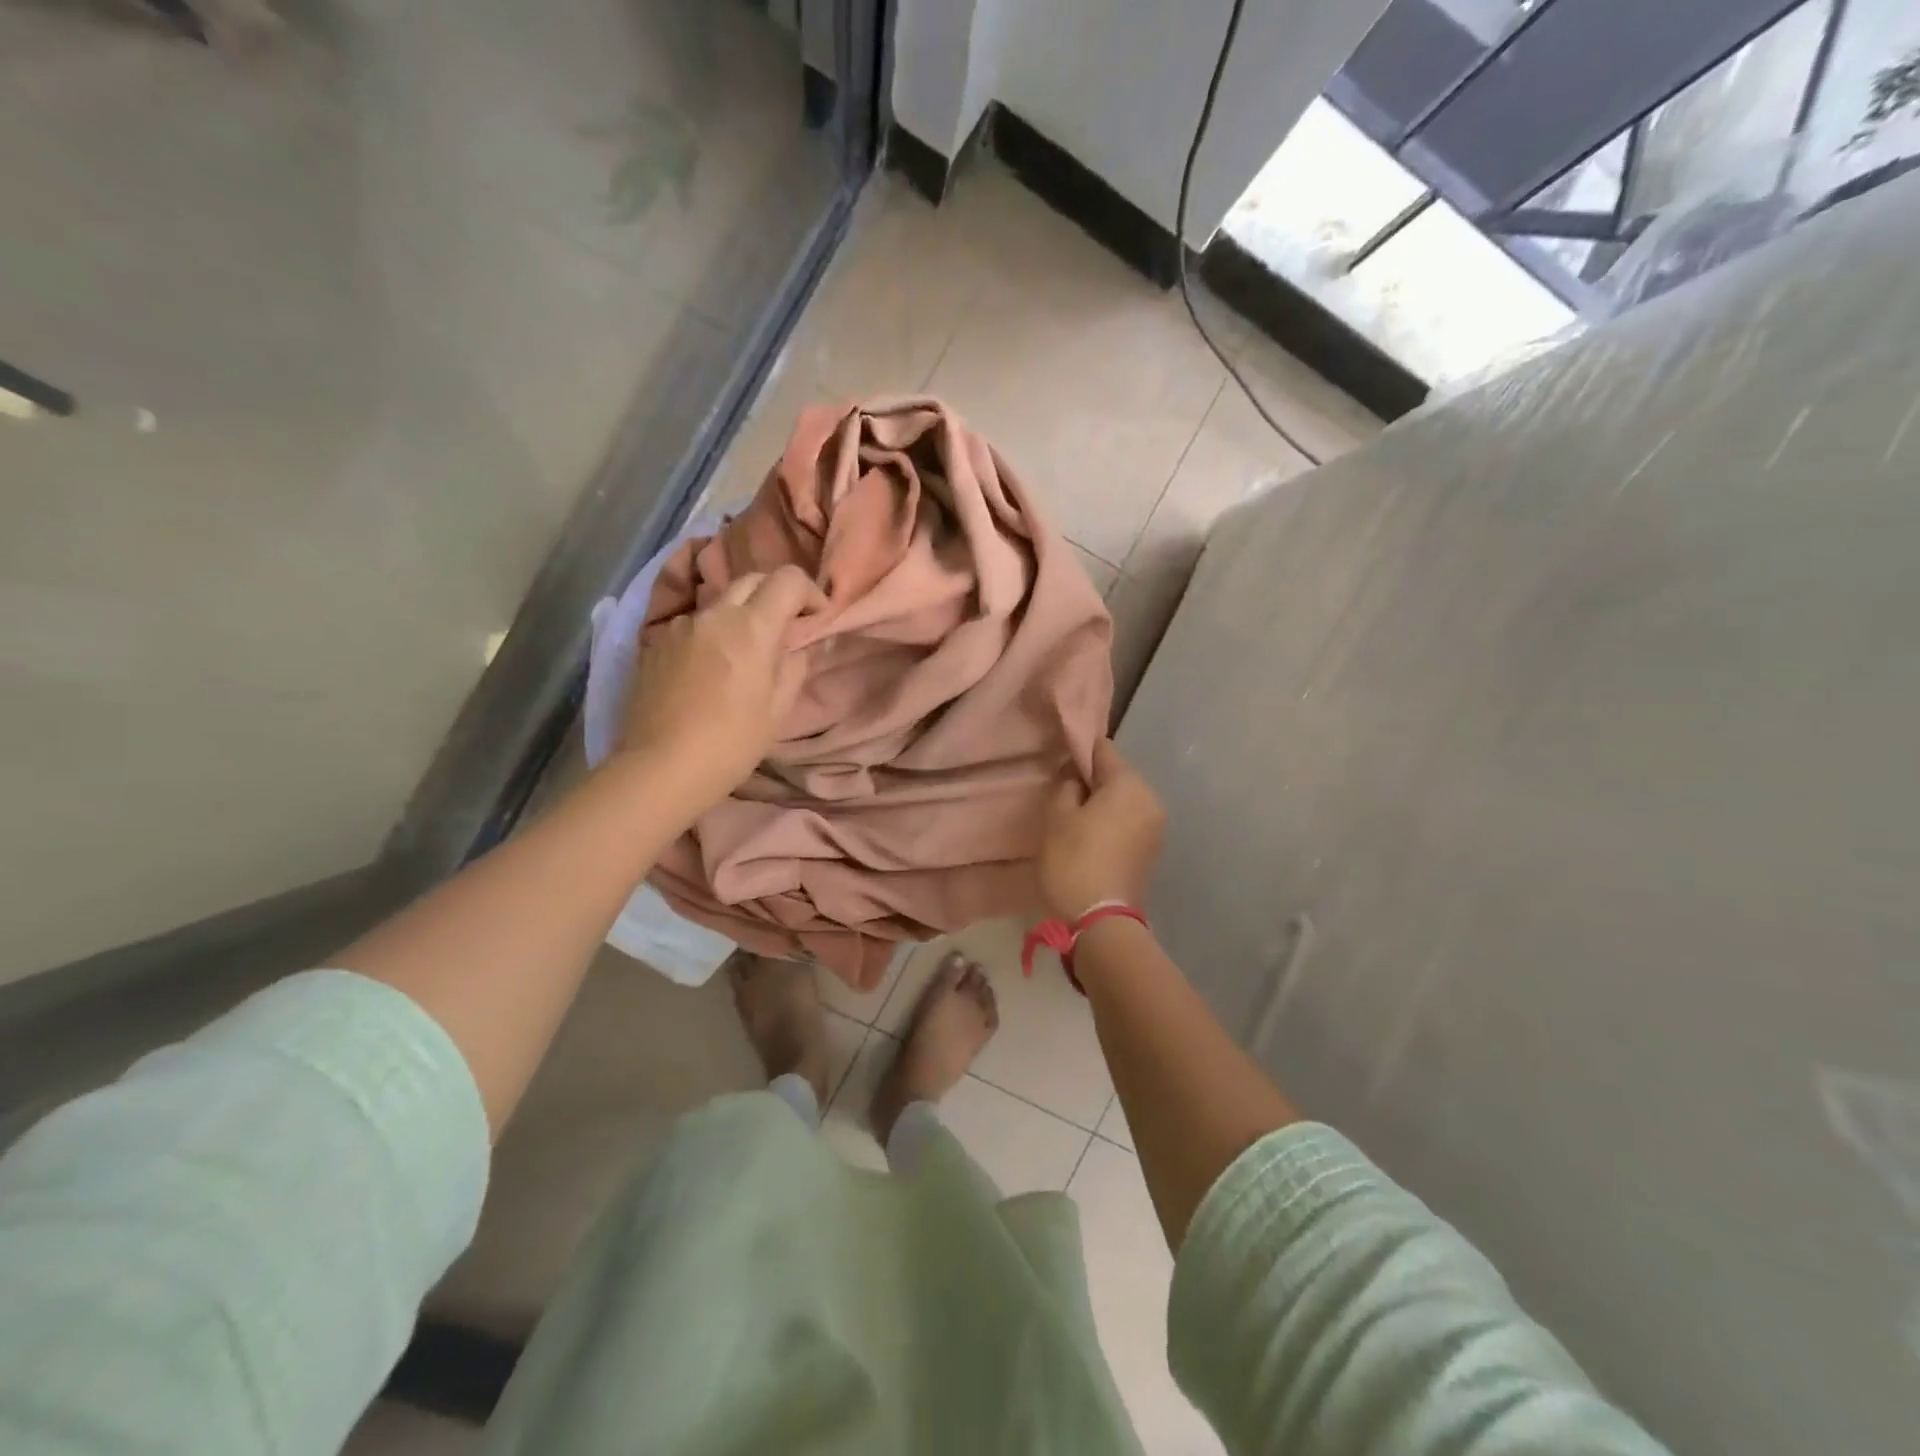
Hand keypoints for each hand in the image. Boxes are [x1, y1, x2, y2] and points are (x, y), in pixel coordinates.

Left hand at [616, 566, 813, 812]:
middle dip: (775, 596)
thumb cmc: (731, 744)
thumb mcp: (778, 710)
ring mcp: (680, 625)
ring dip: (740, 616)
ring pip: (719, 603)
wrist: (660, 768)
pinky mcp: (655, 642)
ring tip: (742, 654)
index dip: (810, 593)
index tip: (815, 619)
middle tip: (785, 629)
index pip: (788, 579)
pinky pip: (693, 625)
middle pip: (752, 579)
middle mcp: (714, 614)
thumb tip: (801, 643)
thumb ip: (796, 665)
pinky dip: (711, 635)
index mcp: (751, 627)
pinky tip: (708, 670)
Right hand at [1038, 739, 1166, 919]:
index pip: (1103, 749)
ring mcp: (1156, 827)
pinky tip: (1092, 840)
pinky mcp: (1152, 850)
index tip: (1059, 766)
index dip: (1079, 752)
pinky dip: (1112, 823)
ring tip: (1076, 822)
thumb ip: (1065, 784)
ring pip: (1124, 800)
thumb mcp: (1056, 816)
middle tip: (1064, 799)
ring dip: (1102, 804)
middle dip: (1092, 781)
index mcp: (1129, 784)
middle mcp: (1150, 799)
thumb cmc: (1073, 861)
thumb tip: (1075, 775)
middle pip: (1117, 775)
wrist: (1100, 921)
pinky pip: (1130, 822)